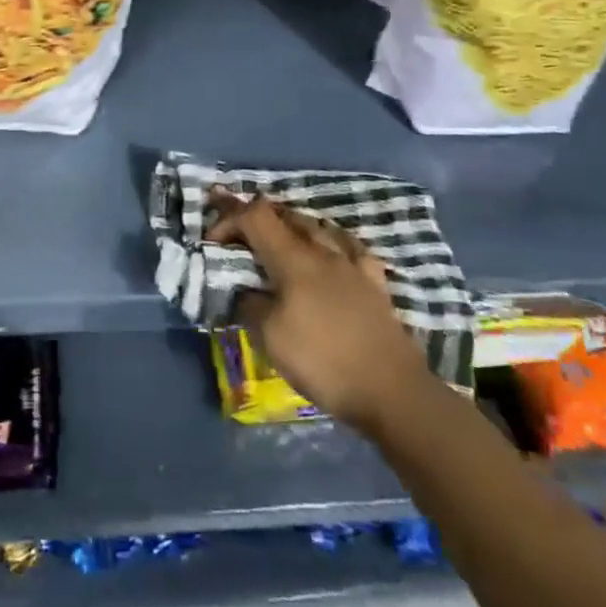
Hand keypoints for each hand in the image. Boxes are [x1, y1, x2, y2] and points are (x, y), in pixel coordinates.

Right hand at [210, 192, 429, 424]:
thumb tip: (246, 291)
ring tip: (277, 240)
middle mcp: (323, 251)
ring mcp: (353, 264)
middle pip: (285, 215)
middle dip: (256, 218)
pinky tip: (329, 253)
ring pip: (317, 226)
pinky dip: (328, 241)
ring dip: (290, 226)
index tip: (213, 242)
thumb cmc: (323, 361)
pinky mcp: (374, 283)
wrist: (392, 391)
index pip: (255, 216)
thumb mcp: (270, 337)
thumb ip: (251, 304)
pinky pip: (348, 246)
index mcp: (293, 259)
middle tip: (238, 235)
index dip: (229, 220)